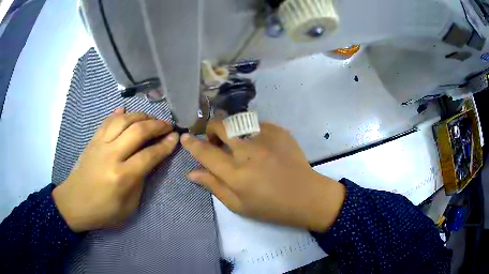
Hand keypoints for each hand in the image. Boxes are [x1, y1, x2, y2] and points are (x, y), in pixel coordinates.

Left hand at [52, 108, 178, 231]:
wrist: (73, 203)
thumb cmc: (102, 212)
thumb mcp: (128, 207)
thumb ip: (140, 182)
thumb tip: (150, 161)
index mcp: (122, 177)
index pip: (149, 154)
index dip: (165, 145)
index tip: (176, 137)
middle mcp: (112, 155)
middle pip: (138, 131)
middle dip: (157, 125)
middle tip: (167, 125)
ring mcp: (100, 145)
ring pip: (123, 120)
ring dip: (140, 116)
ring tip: (150, 119)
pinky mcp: (92, 141)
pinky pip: (106, 121)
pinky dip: (118, 113)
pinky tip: (125, 110)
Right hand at [180, 121, 345, 231]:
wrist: (306, 196)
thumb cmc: (271, 207)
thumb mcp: (238, 205)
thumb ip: (214, 186)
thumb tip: (192, 172)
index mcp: (236, 173)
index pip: (205, 153)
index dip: (192, 143)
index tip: (185, 136)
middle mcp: (248, 151)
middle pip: (220, 126)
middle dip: (211, 129)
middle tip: (216, 141)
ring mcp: (265, 138)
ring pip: (238, 121)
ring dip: (232, 130)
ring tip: (240, 143)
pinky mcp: (279, 131)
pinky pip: (257, 124)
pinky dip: (252, 133)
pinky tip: (261, 146)